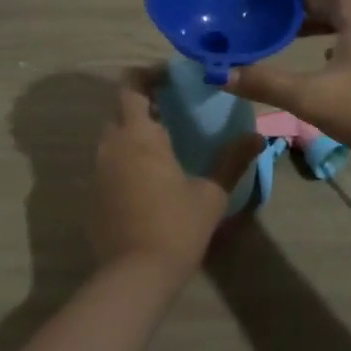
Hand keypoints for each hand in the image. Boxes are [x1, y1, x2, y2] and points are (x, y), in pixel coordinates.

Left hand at [93, 70, 264, 283]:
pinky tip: (148, 178)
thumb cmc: (176, 227)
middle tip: (173, 110)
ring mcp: (98, 170)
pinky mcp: (92, 194)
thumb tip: (257, 136)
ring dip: (133, 132)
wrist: (134, 276)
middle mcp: (112, 145)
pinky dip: (125, 159)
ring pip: (113, 136)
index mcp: (139, 135)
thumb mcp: (211, 194)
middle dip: (143, 103)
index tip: (170, 77)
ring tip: (164, 143)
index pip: (130, 85)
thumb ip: (233, 161)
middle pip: (120, 109)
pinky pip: (108, 162)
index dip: (146, 74)